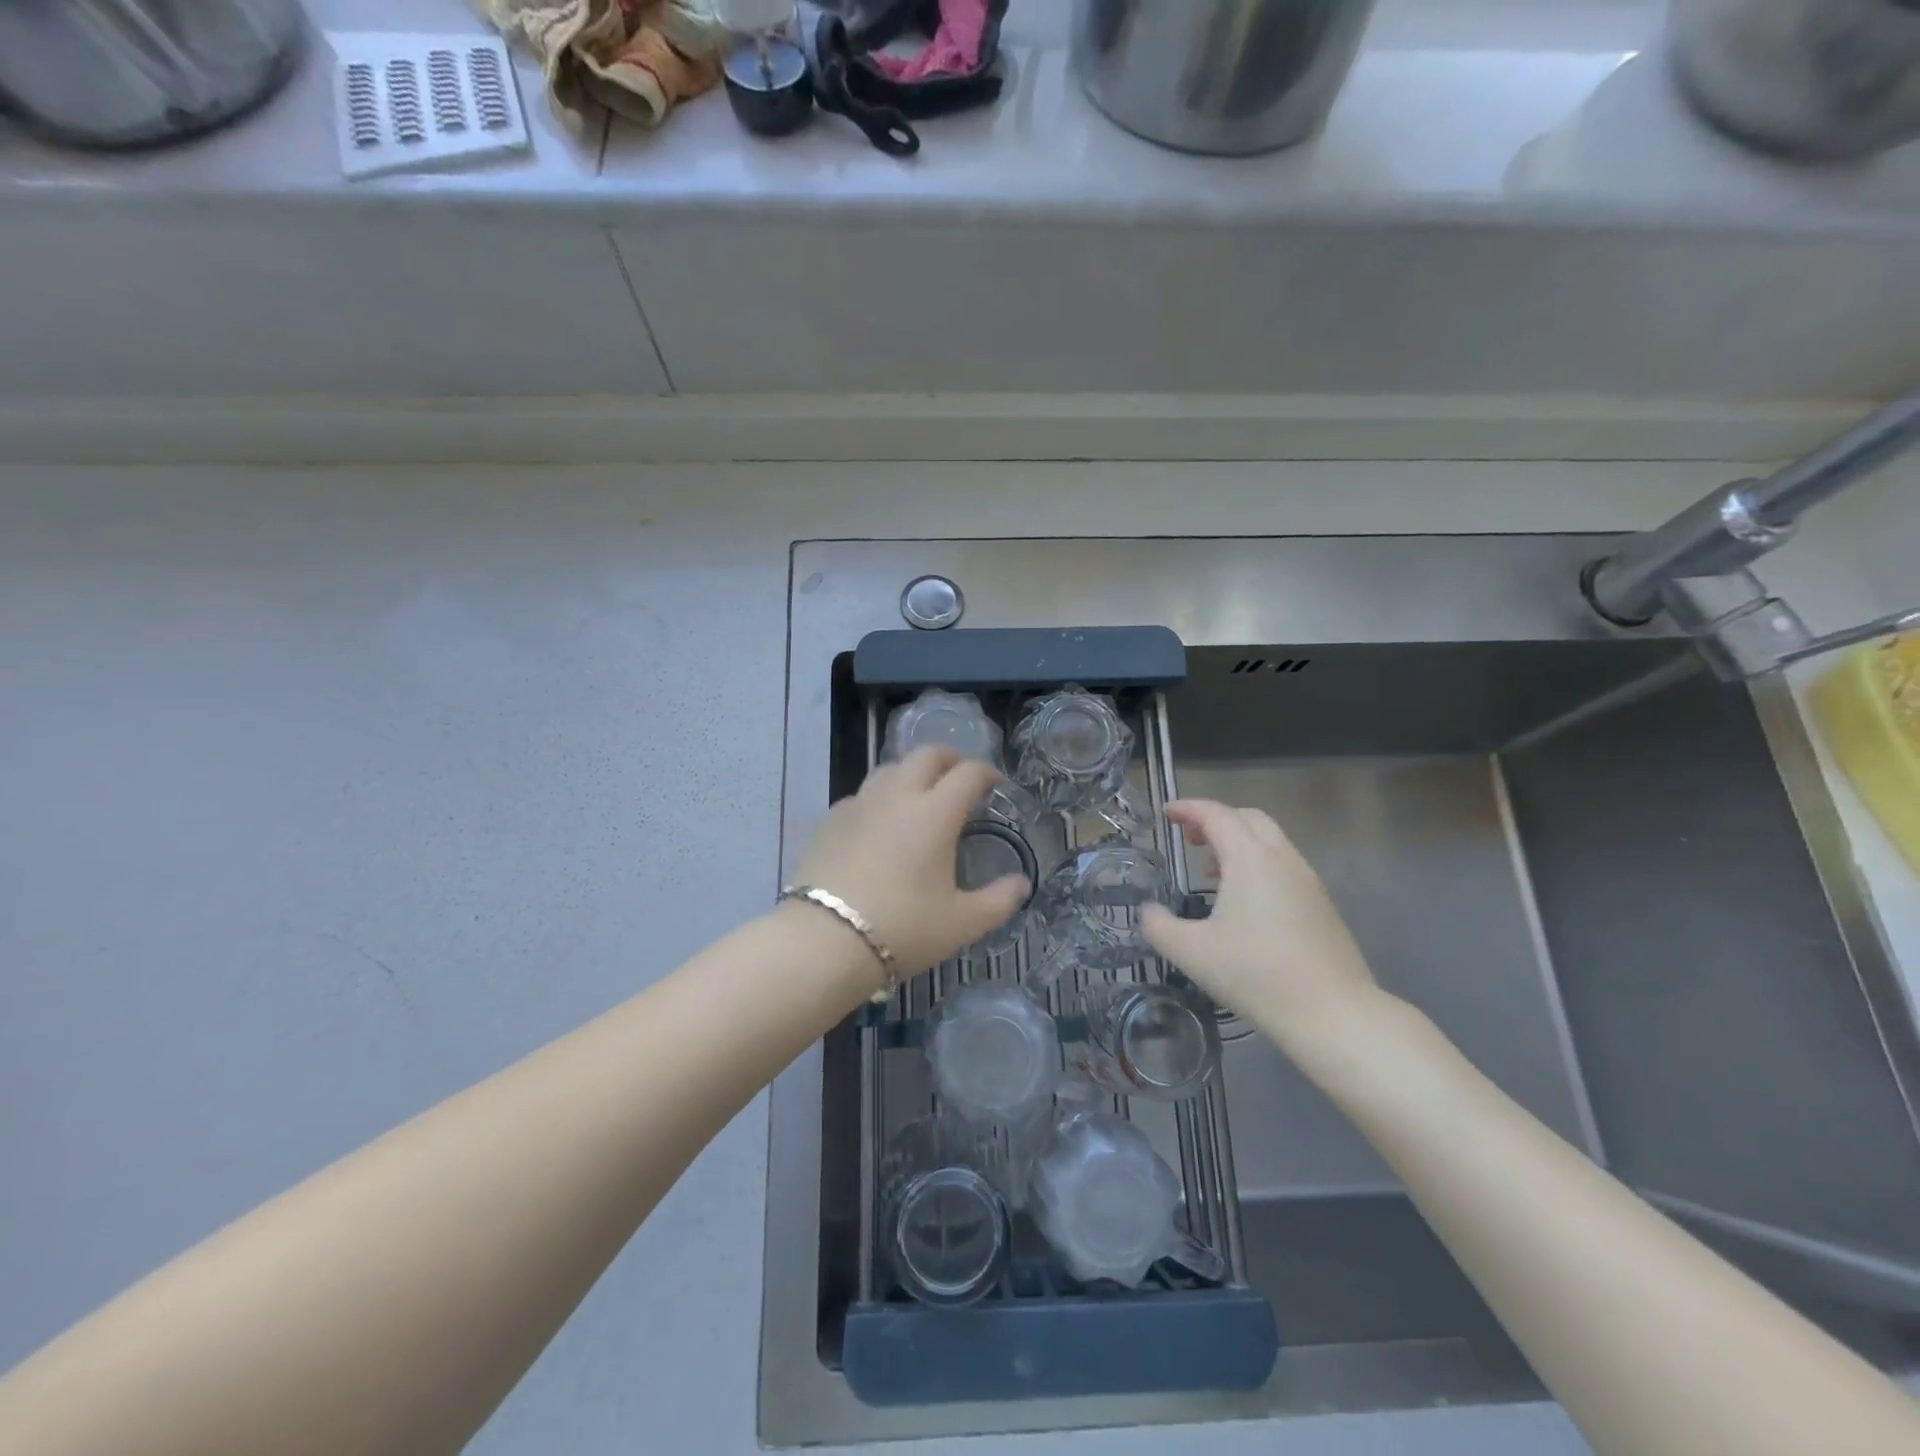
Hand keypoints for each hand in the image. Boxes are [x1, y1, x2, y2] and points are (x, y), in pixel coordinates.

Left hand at [791, 745, 1030, 977]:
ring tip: (919, 795)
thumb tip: (1022, 884)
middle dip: (949, 759)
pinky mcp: (829, 821)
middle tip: (959, 777)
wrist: (824, 941)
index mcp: (935, 813)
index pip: (967, 774)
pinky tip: (878, 823)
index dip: (986, 773)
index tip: (995, 784)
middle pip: (925, 756)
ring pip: (888, 769)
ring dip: (911, 773)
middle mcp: (897, 797)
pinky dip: (878, 798)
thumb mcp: (962, 923)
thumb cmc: (903, 929)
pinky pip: (860, 795)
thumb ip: (998, 901)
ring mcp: (859, 805)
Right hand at [1141, 799, 1381, 1052]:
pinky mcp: (1322, 904)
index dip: (1187, 809)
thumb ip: (1158, 925)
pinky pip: (1284, 864)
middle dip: (1215, 819)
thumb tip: (1148, 910)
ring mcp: (1307, 880)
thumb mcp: (1190, 952)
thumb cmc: (1255, 974)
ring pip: (1270, 841)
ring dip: (1238, 843)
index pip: (1215, 814)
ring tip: (1212, 871)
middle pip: (1248, 818)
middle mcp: (1282, 858)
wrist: (1332, 1013)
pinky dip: (1258, 864)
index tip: (1166, 813)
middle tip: (1189, 838)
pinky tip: (1245, 901)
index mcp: (1249, 858)